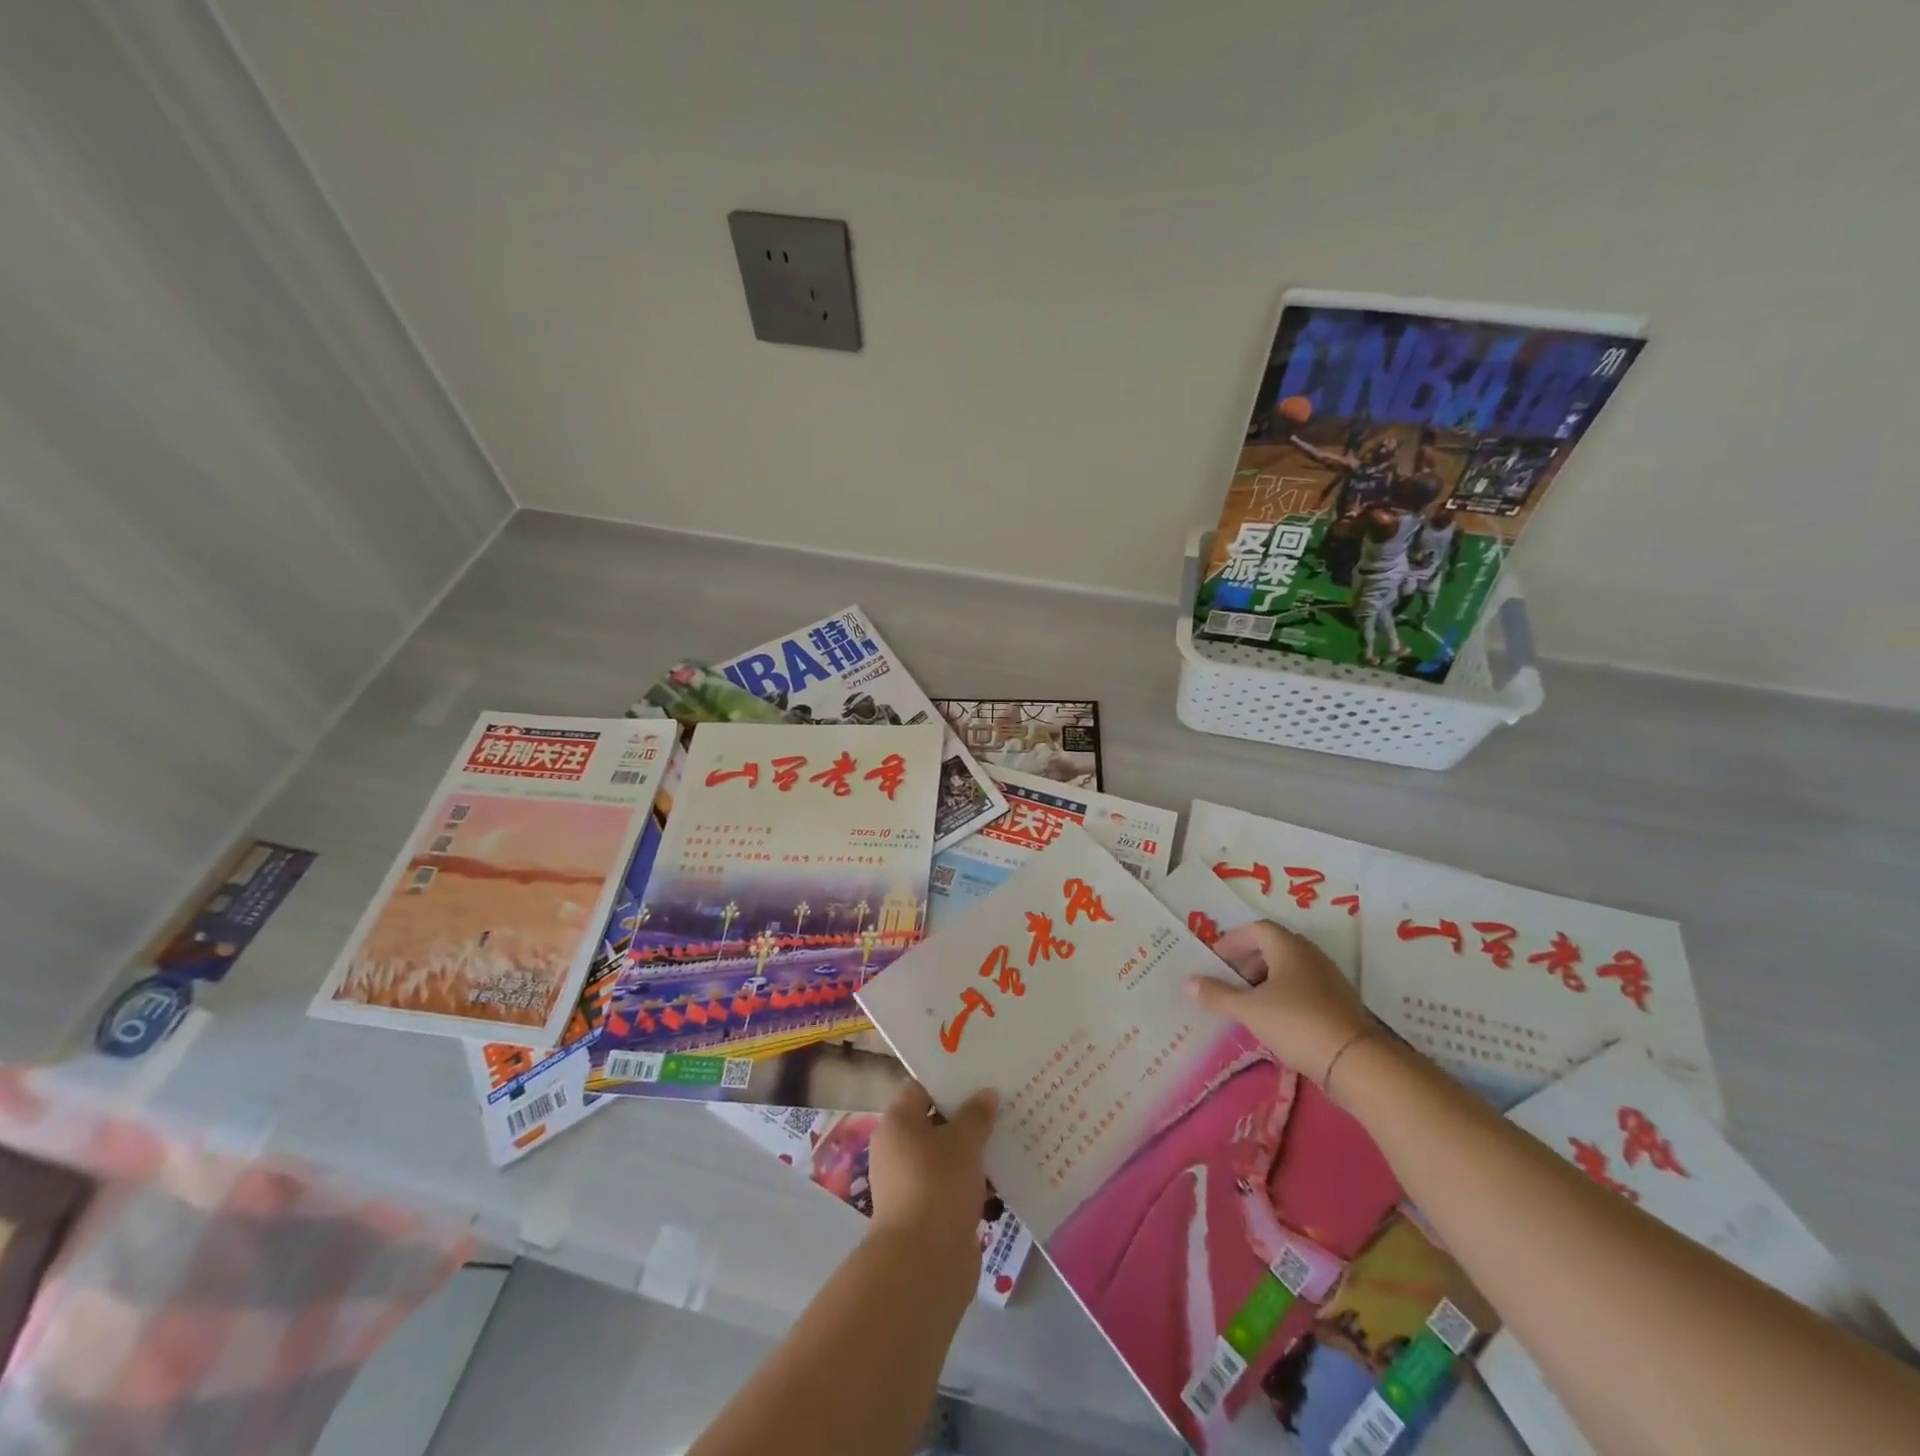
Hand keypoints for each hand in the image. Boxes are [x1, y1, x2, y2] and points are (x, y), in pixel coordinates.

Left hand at [868, 1081, 996, 1254]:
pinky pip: (955, 1184)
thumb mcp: (963, 1141)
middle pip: (936, 1120)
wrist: (924, 1263)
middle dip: (967, 1113)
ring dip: (974, 1148)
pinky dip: (975, 1179)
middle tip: (1001, 1099)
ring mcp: (913, 1183)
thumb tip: (987, 1094)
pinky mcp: (930, 1212)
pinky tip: (1003, 1173)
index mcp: (898, 1122)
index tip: (978, 1071)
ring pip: (948, 1154)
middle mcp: (899, 1149)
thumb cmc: (938, 1185)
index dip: (948, 1078)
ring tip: (1009, 1132)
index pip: (920, 1087)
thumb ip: (976, 1114)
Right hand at [1188, 921, 1373, 1086]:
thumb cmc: (1296, 1023)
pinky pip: (1303, 987)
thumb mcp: (1249, 1010)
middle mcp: (1310, 955)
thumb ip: (1217, 995)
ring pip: (1289, 968)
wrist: (1355, 1061)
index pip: (1256, 929)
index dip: (1233, 941)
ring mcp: (1328, 978)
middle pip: (1273, 946)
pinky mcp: (1339, 1002)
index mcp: (1288, 947)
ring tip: (1248, 1002)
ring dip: (1265, 979)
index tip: (1216, 959)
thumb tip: (1188, 982)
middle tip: (1228, 980)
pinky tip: (1274, 1019)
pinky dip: (1283, 994)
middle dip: (1248, 960)